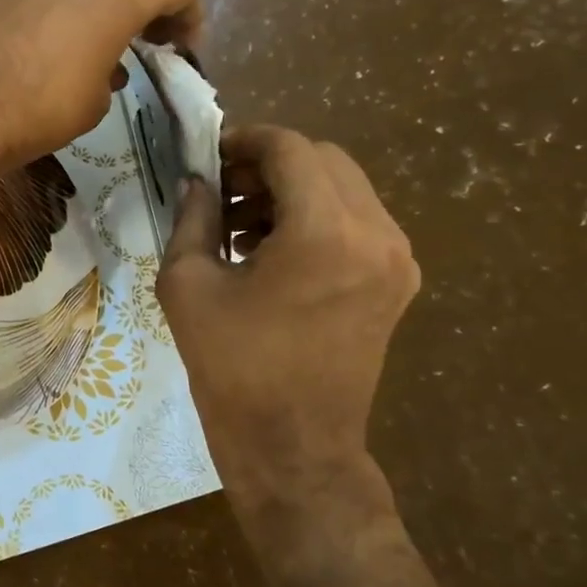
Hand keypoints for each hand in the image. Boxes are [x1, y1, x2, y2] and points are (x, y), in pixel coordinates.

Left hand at [0, 0, 200, 185]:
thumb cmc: (42, 107)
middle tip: (147, 44)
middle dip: (145, 7)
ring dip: (101, 4)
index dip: (189, 17)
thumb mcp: (97, 99)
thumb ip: (114, 69)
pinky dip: (64, 7)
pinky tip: (53, 44)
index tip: (183, 46)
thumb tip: (105, 63)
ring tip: (98, 46)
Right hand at [157, 125, 420, 532]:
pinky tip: (273, 249)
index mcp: (324, 231)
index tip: (210, 153)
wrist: (293, 447)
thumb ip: (193, 217)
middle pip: (324, 160)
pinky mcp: (397, 282)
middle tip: (223, 190)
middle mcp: (376, 233)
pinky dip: (316, 217)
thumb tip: (198, 180)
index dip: (245, 140)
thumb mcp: (189, 284)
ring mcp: (396, 258)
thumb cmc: (233, 367)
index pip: (290, 149)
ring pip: (344, 187)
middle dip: (269, 164)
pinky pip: (358, 221)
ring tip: (242, 224)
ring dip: (293, 190)